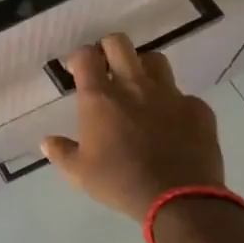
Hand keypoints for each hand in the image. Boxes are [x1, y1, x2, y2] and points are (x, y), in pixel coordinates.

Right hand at [40, 33, 226, 221]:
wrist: (178, 199)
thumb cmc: (120, 183)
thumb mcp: (80, 173)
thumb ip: (61, 153)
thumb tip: (47, 142)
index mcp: (100, 97)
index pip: (86, 56)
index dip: (79, 58)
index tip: (77, 71)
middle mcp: (133, 85)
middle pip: (119, 43)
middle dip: (109, 49)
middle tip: (106, 68)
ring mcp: (169, 94)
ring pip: (155, 60)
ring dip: (143, 68)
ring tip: (140, 88)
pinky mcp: (197, 108)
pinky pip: (183, 96)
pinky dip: (174, 105)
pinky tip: (172, 124)